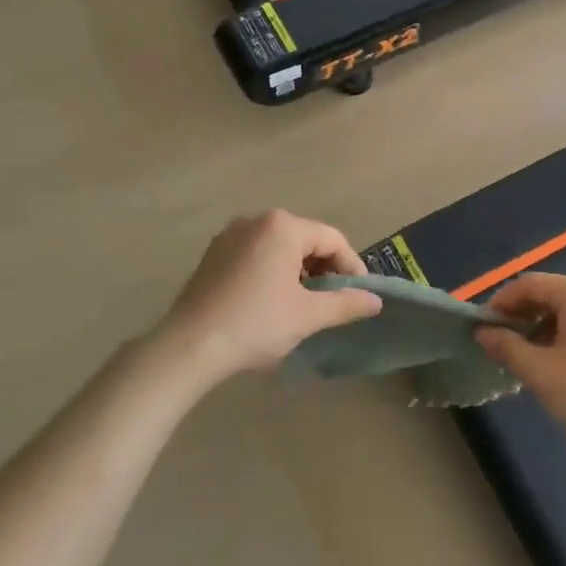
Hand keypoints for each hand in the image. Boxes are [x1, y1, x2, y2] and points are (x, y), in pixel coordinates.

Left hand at [157, 211, 382, 382]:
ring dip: (299, 270)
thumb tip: (375, 301)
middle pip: (305, 239)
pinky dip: (272, 270)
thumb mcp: (308, 316)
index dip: (352, 266)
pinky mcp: (214, 253)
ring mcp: (230, 235)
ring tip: (305, 303)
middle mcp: (256, 220)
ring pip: (279, 246)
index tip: (360, 296)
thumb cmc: (256, 324)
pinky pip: (256, 253)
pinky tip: (272, 300)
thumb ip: (346, 303)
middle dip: (324, 268)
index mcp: (283, 227)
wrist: (190, 346)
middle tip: (334, 301)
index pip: (332, 239)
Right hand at [475, 273, 565, 464]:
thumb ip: (506, 347)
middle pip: (548, 292)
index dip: (500, 303)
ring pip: (565, 308)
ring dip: (540, 326)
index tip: (482, 329)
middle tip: (500, 344)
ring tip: (524, 356)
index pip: (529, 284)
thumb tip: (482, 332)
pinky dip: (562, 333)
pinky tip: (553, 360)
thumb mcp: (541, 373)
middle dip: (520, 315)